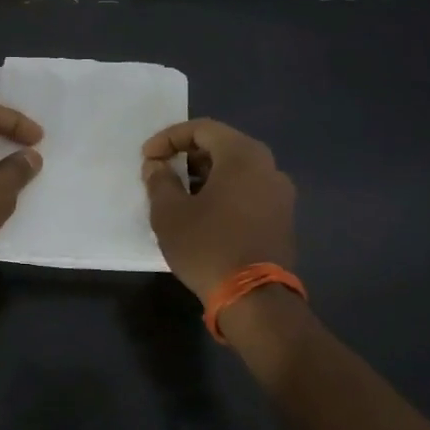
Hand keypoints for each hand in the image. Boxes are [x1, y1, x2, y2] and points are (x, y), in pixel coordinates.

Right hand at [141, 119, 296, 300]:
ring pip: (236, 170)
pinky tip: (203, 213)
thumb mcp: (170, 213)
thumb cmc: (208, 246)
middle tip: (162, 171)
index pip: (202, 129)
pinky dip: (223, 192)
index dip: (169, 138)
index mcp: (243, 156)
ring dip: (205, 175)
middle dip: (187, 155)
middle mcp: (268, 167)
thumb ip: (159, 181)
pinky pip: (248, 191)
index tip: (147, 157)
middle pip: (222, 146)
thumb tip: (156, 166)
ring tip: (178, 194)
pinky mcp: (282, 218)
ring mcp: (280, 194)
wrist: (255, 300)